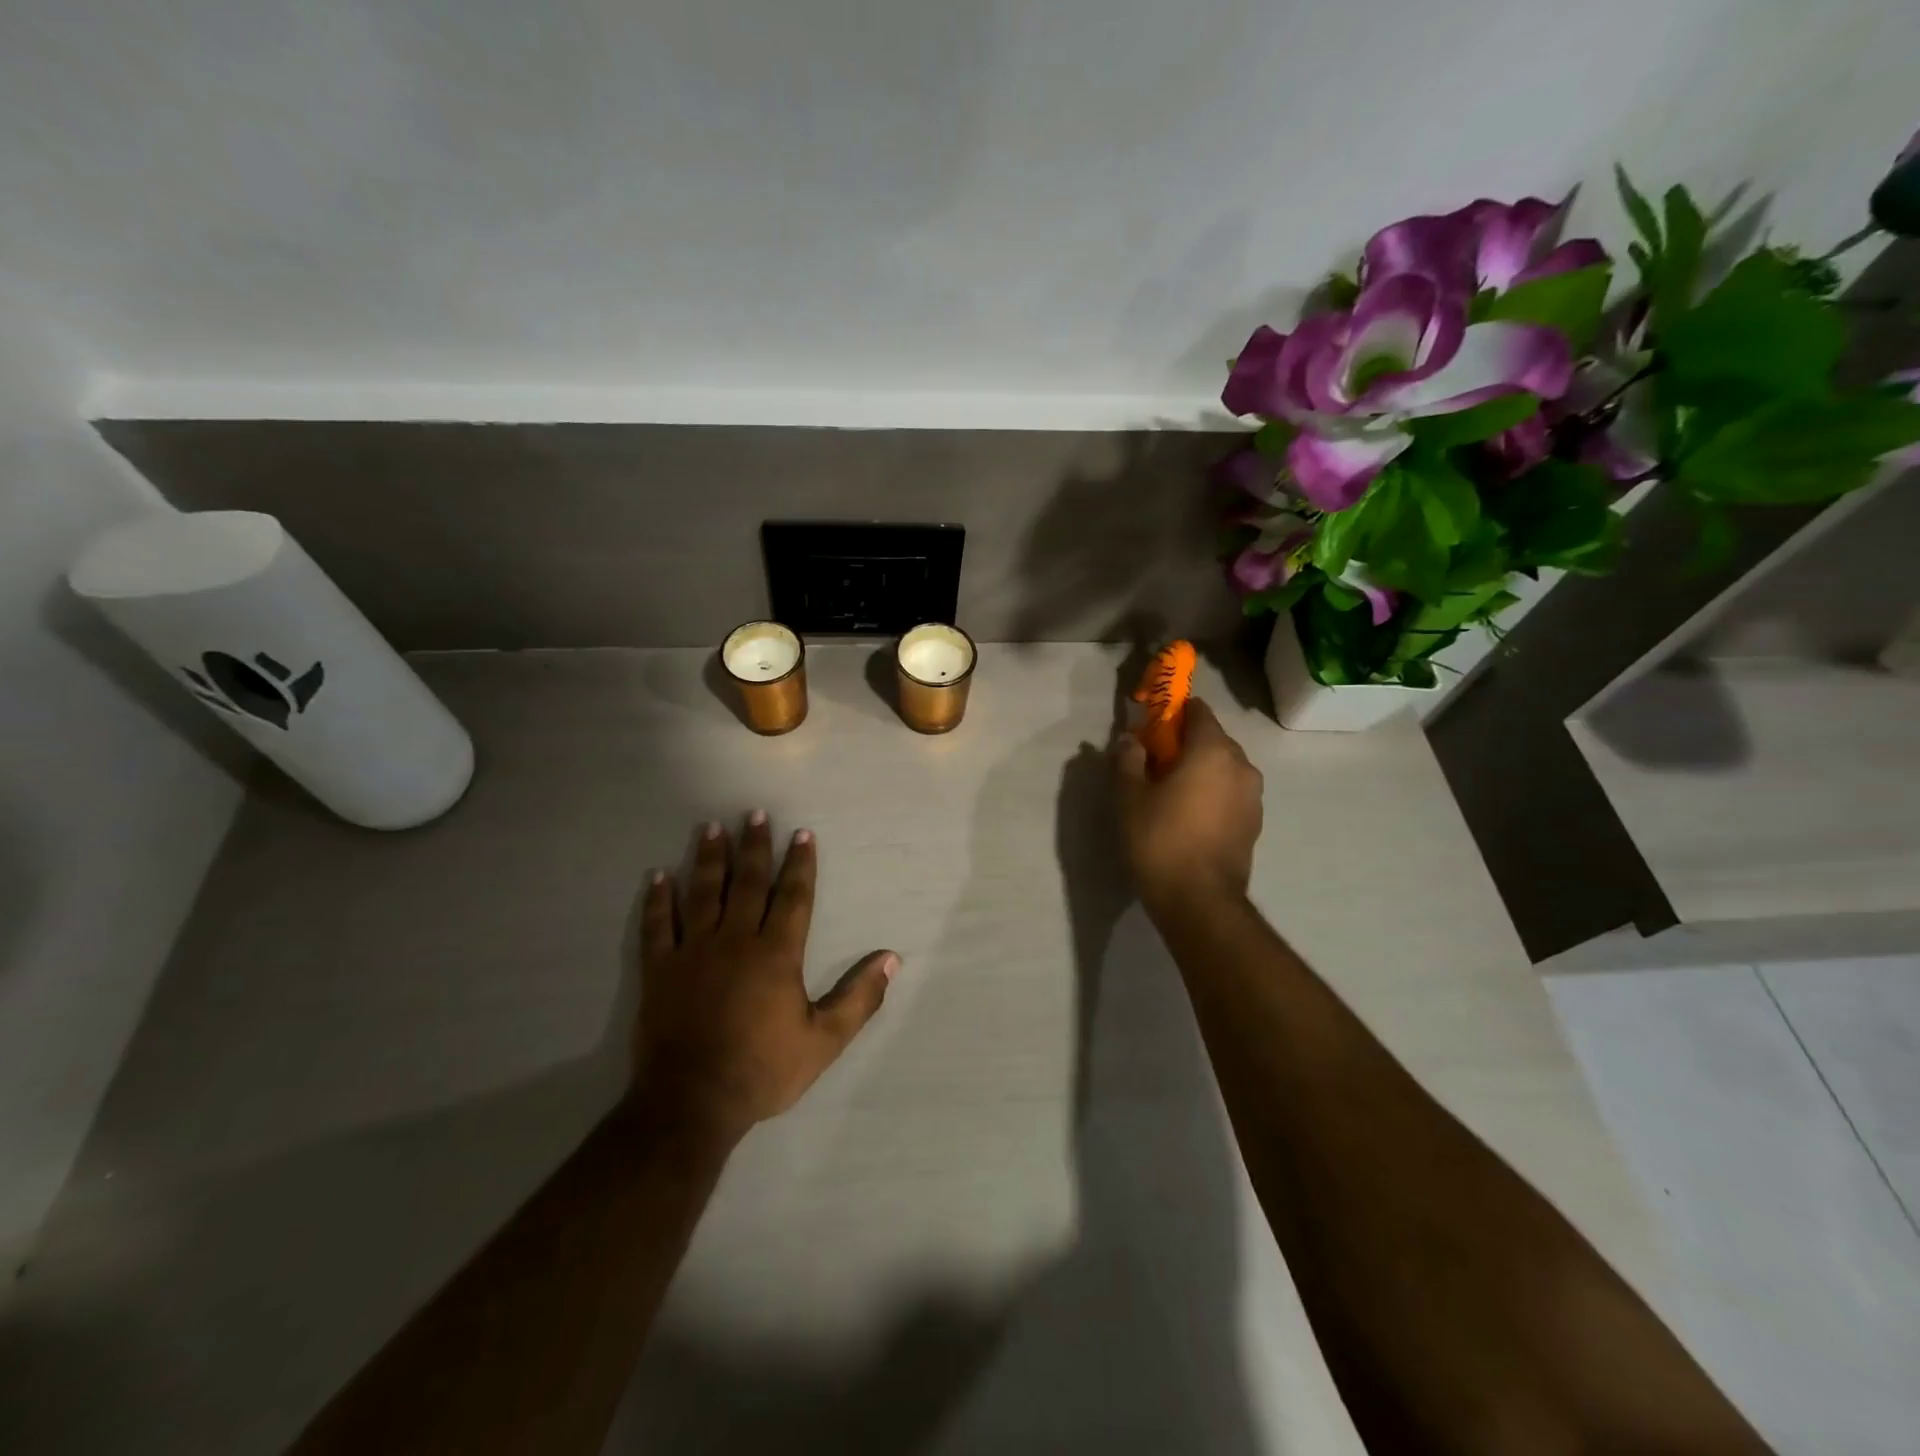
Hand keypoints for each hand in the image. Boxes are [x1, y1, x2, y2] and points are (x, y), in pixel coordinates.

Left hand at [632, 813, 898, 1147]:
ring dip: (709, 858)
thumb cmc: (763, 1070)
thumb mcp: (824, 1040)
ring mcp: (694, 952)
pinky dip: (658, 899)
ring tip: (711, 828)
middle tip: (754, 814)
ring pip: (703, 893)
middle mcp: (736, 940)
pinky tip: (658, 876)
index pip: (793, 896)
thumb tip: (892, 959)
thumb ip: (860, 998)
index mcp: (777, 953)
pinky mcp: (660, 970)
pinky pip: (658, 925)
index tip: (802, 833)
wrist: (692, 1102)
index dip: (800, 864)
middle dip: (754, 846)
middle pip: (748, 883)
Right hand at [1113, 698, 1263, 916]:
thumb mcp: (1130, 797)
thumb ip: (1128, 759)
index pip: (1197, 711)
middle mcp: (1241, 765)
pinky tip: (1189, 816)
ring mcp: (1253, 796)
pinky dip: (1212, 793)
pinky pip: (1230, 793)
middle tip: (1154, 763)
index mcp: (1213, 750)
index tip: (1150, 728)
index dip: (1172, 714)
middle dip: (1185, 744)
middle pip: (1212, 739)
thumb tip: (1129, 739)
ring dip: (1200, 770)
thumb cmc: (1160, 839)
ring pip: (1223, 768)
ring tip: (1170, 793)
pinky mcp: (1254, 823)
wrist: (1199, 900)